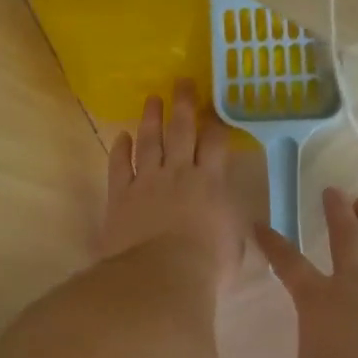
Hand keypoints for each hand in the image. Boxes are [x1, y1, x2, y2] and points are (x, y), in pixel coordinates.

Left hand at [102, 81, 245, 284]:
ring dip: (151, 118)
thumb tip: (237, 218)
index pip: (215, 144)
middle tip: (181, 81)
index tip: (215, 108)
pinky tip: (121, 136)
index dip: (216, 123)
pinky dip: (120, 149)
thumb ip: (233, 224)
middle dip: (183, 104)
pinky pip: (120, 165)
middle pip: (182, 131)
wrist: (162, 275)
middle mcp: (179, 173)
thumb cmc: (207, 266)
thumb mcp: (235, 246)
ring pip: (150, 141)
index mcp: (211, 183)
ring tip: (152, 99)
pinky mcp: (121, 194)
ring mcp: (147, 181)